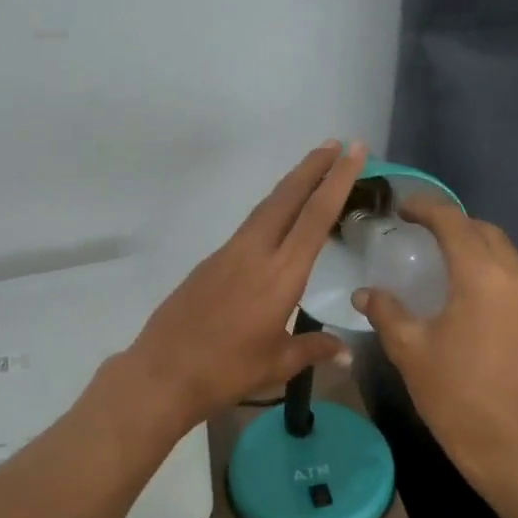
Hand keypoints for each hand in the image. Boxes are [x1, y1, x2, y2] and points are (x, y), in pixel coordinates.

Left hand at [126, 141, 365, 427]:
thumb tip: (346, 352)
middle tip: (336, 144)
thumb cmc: (227, 371)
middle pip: (287, 198)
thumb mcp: (277, 364)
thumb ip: (314, 350)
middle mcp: (254, 253)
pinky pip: (248, 227)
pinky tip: (276, 221)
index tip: (354, 151)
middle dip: (313, 168)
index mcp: (280, 275)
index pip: (316, 217)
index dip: (338, 181)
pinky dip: (270, 212)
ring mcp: (227, 254)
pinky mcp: (209, 263)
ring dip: (290, 186)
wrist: (163, 374)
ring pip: (264, 209)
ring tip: (311, 171)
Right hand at [353, 197, 517, 499]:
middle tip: (421, 234)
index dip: (426, 208)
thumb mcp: (411, 352)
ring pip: (506, 254)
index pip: (454, 222)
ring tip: (444, 264)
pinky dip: (493, 274)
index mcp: (484, 276)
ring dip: (475, 249)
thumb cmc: (457, 398)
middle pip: (484, 232)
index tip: (403, 208)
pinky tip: (471, 296)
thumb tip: (365, 293)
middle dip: (453, 226)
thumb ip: (387, 312)